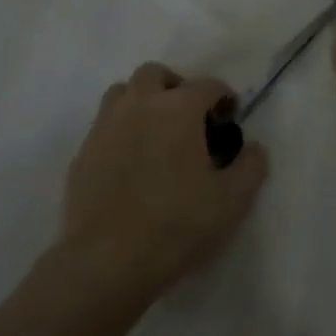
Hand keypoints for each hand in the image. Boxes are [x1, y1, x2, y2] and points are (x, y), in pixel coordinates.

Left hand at [59, 62, 269, 304]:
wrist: (108, 261)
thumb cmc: (178, 224)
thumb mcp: (234, 200)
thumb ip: (252, 166)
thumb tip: (253, 147)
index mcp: (178, 109)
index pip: (207, 85)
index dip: (224, 98)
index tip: (230, 120)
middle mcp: (138, 106)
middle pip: (155, 74)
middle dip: (176, 87)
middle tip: (190, 119)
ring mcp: (104, 128)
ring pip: (122, 94)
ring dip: (142, 102)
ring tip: (157, 134)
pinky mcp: (82, 155)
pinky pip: (104, 127)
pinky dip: (121, 132)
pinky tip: (132, 164)